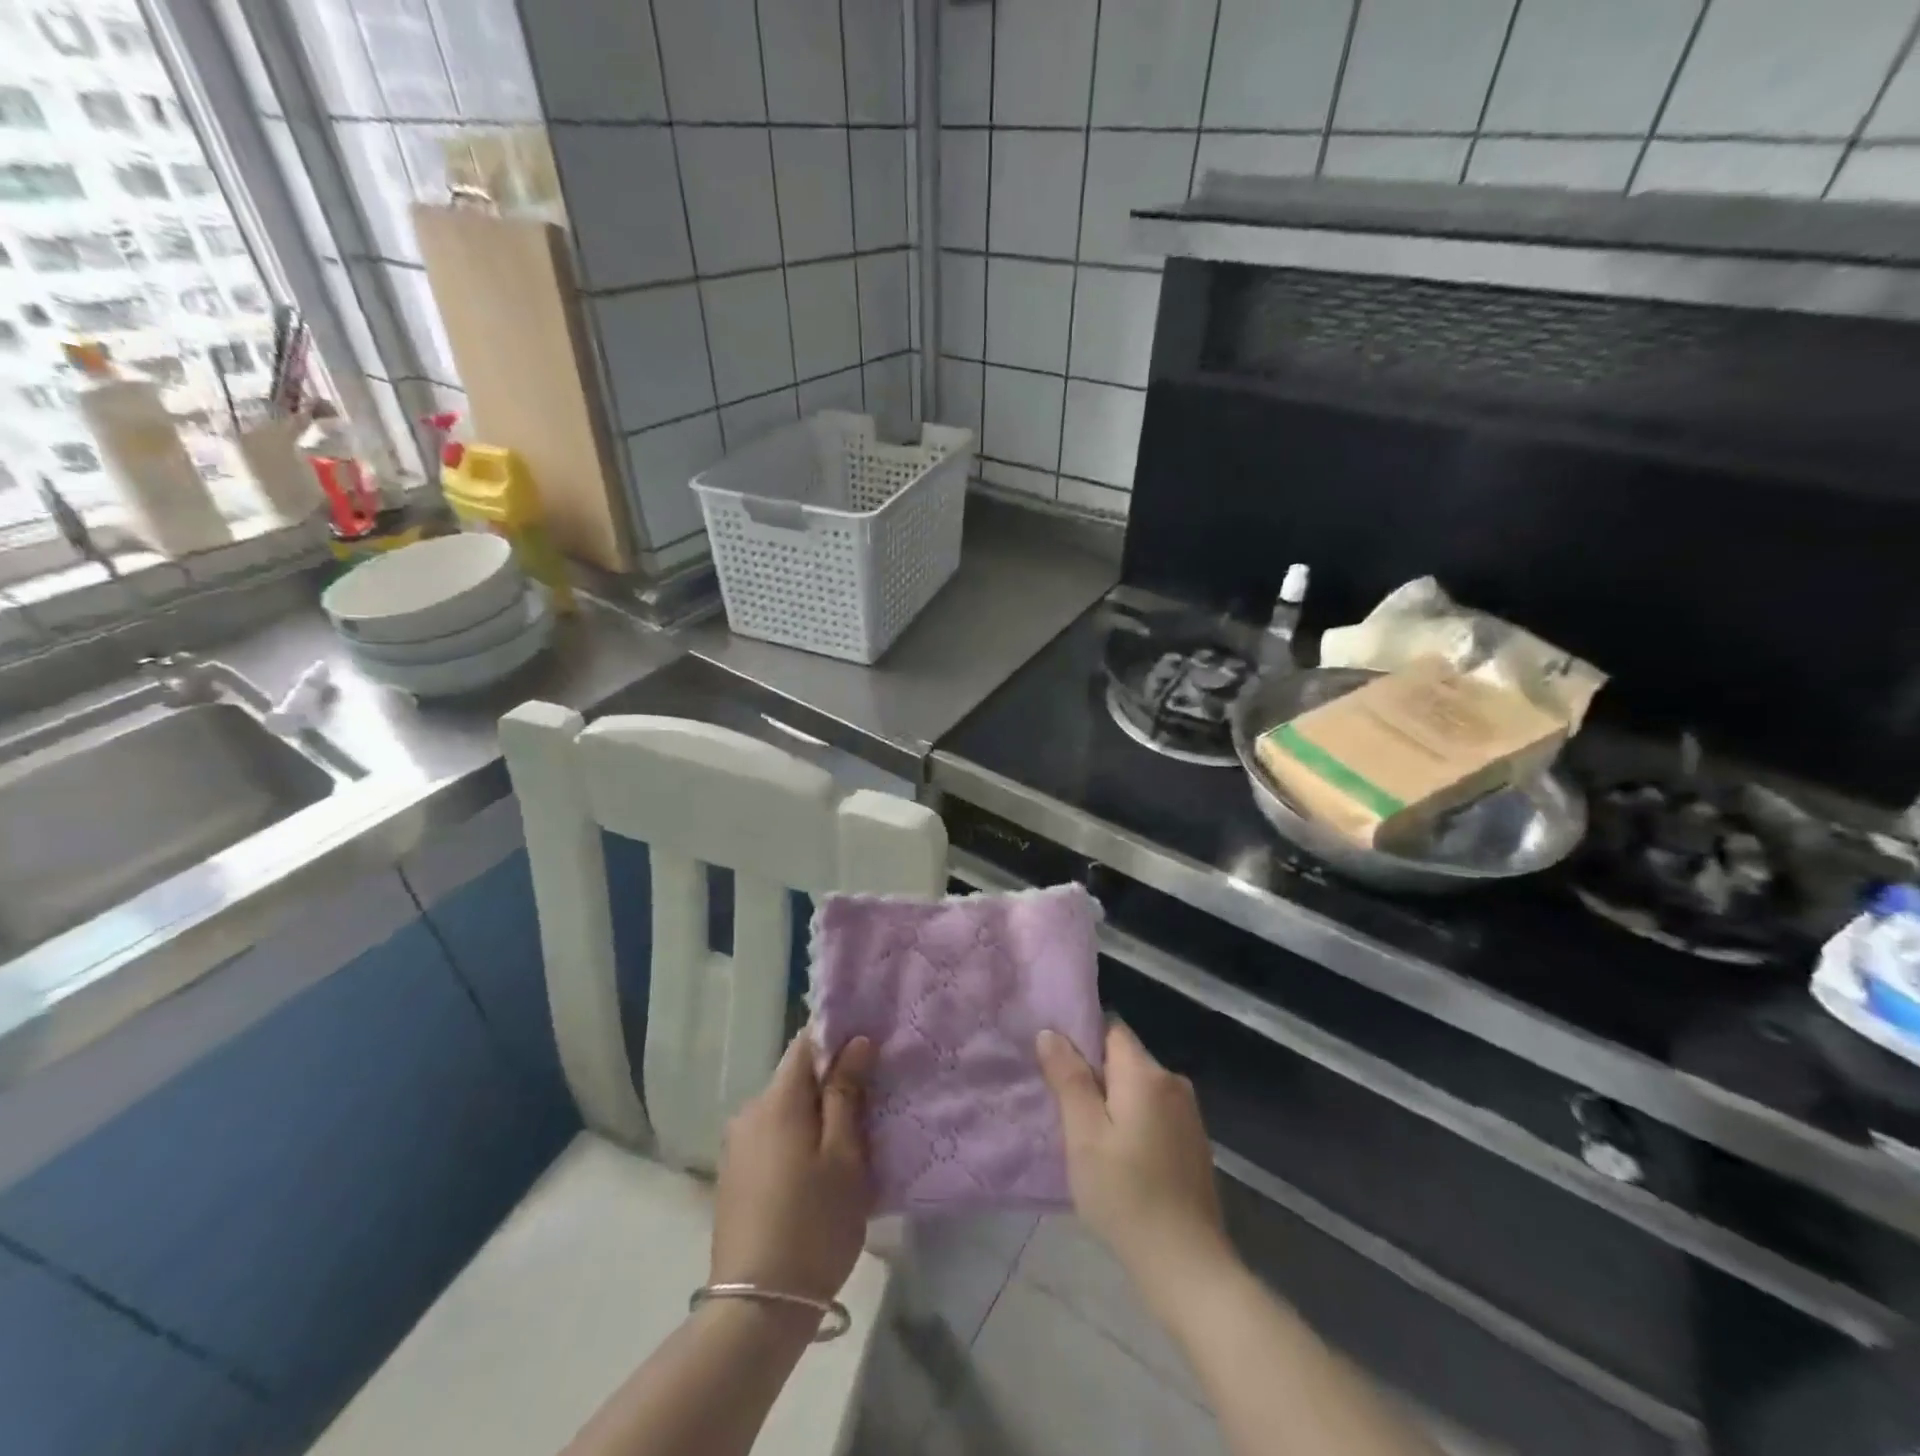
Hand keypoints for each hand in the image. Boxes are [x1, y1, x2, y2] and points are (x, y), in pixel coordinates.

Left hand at [711, 1031, 875, 1308]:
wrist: (757, 1310)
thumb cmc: (814, 1224)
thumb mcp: (845, 1155)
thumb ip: (847, 1092)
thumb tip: (855, 1041)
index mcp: (777, 1099)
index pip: (806, 1043)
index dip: (838, 1041)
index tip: (868, 1054)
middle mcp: (749, 1112)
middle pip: (795, 1078)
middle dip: (830, 1084)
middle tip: (868, 1109)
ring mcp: (736, 1146)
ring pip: (784, 1111)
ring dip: (814, 1117)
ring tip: (846, 1146)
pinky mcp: (733, 1177)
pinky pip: (771, 1138)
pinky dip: (795, 1142)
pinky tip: (814, 1174)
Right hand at [1037, 1022, 1233, 1309]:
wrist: (1188, 1267)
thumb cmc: (1126, 1195)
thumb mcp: (1083, 1135)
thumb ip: (1068, 1078)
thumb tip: (1050, 1033)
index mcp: (1146, 1073)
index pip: (1110, 1029)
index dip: (1081, 1039)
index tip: (1055, 1065)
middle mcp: (1172, 1082)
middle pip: (1124, 1058)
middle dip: (1093, 1075)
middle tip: (1063, 1109)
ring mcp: (1188, 1114)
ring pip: (1137, 1088)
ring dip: (1112, 1102)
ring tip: (1085, 1136)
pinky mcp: (1193, 1143)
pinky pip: (1153, 1113)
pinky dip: (1132, 1123)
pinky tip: (1118, 1158)